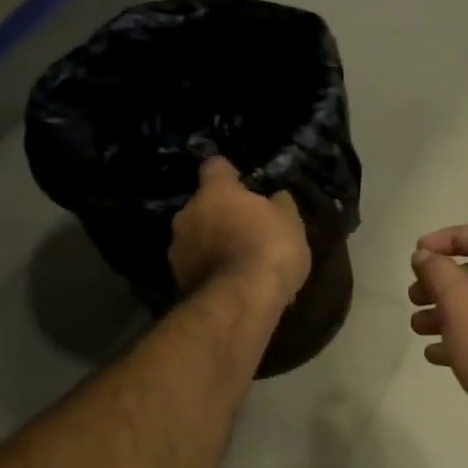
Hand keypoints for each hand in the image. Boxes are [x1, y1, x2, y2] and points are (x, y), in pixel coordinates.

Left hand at [170, 157, 309, 307]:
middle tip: (246, 229)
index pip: (215, 166)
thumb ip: (279, 204)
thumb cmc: (268, 248)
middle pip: (203, 205)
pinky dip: (211, 270)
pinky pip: (197, 267)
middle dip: (221, 214)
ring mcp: (178, 249)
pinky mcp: (178, 281)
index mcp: (214, 191)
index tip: (244, 184)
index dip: (230, 174)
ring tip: (239, 261)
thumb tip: (275, 198)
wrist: (240, 301)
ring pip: (197, 238)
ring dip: (213, 244)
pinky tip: (232, 284)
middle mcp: (187, 214)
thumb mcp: (290, 221)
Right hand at [409, 223, 467, 427]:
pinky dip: (466, 336)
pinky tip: (435, 353)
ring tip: (417, 326)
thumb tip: (424, 255)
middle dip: (443, 282)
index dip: (449, 238)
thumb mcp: (460, 303)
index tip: (418, 253)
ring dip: (448, 311)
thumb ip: (438, 271)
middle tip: (413, 294)